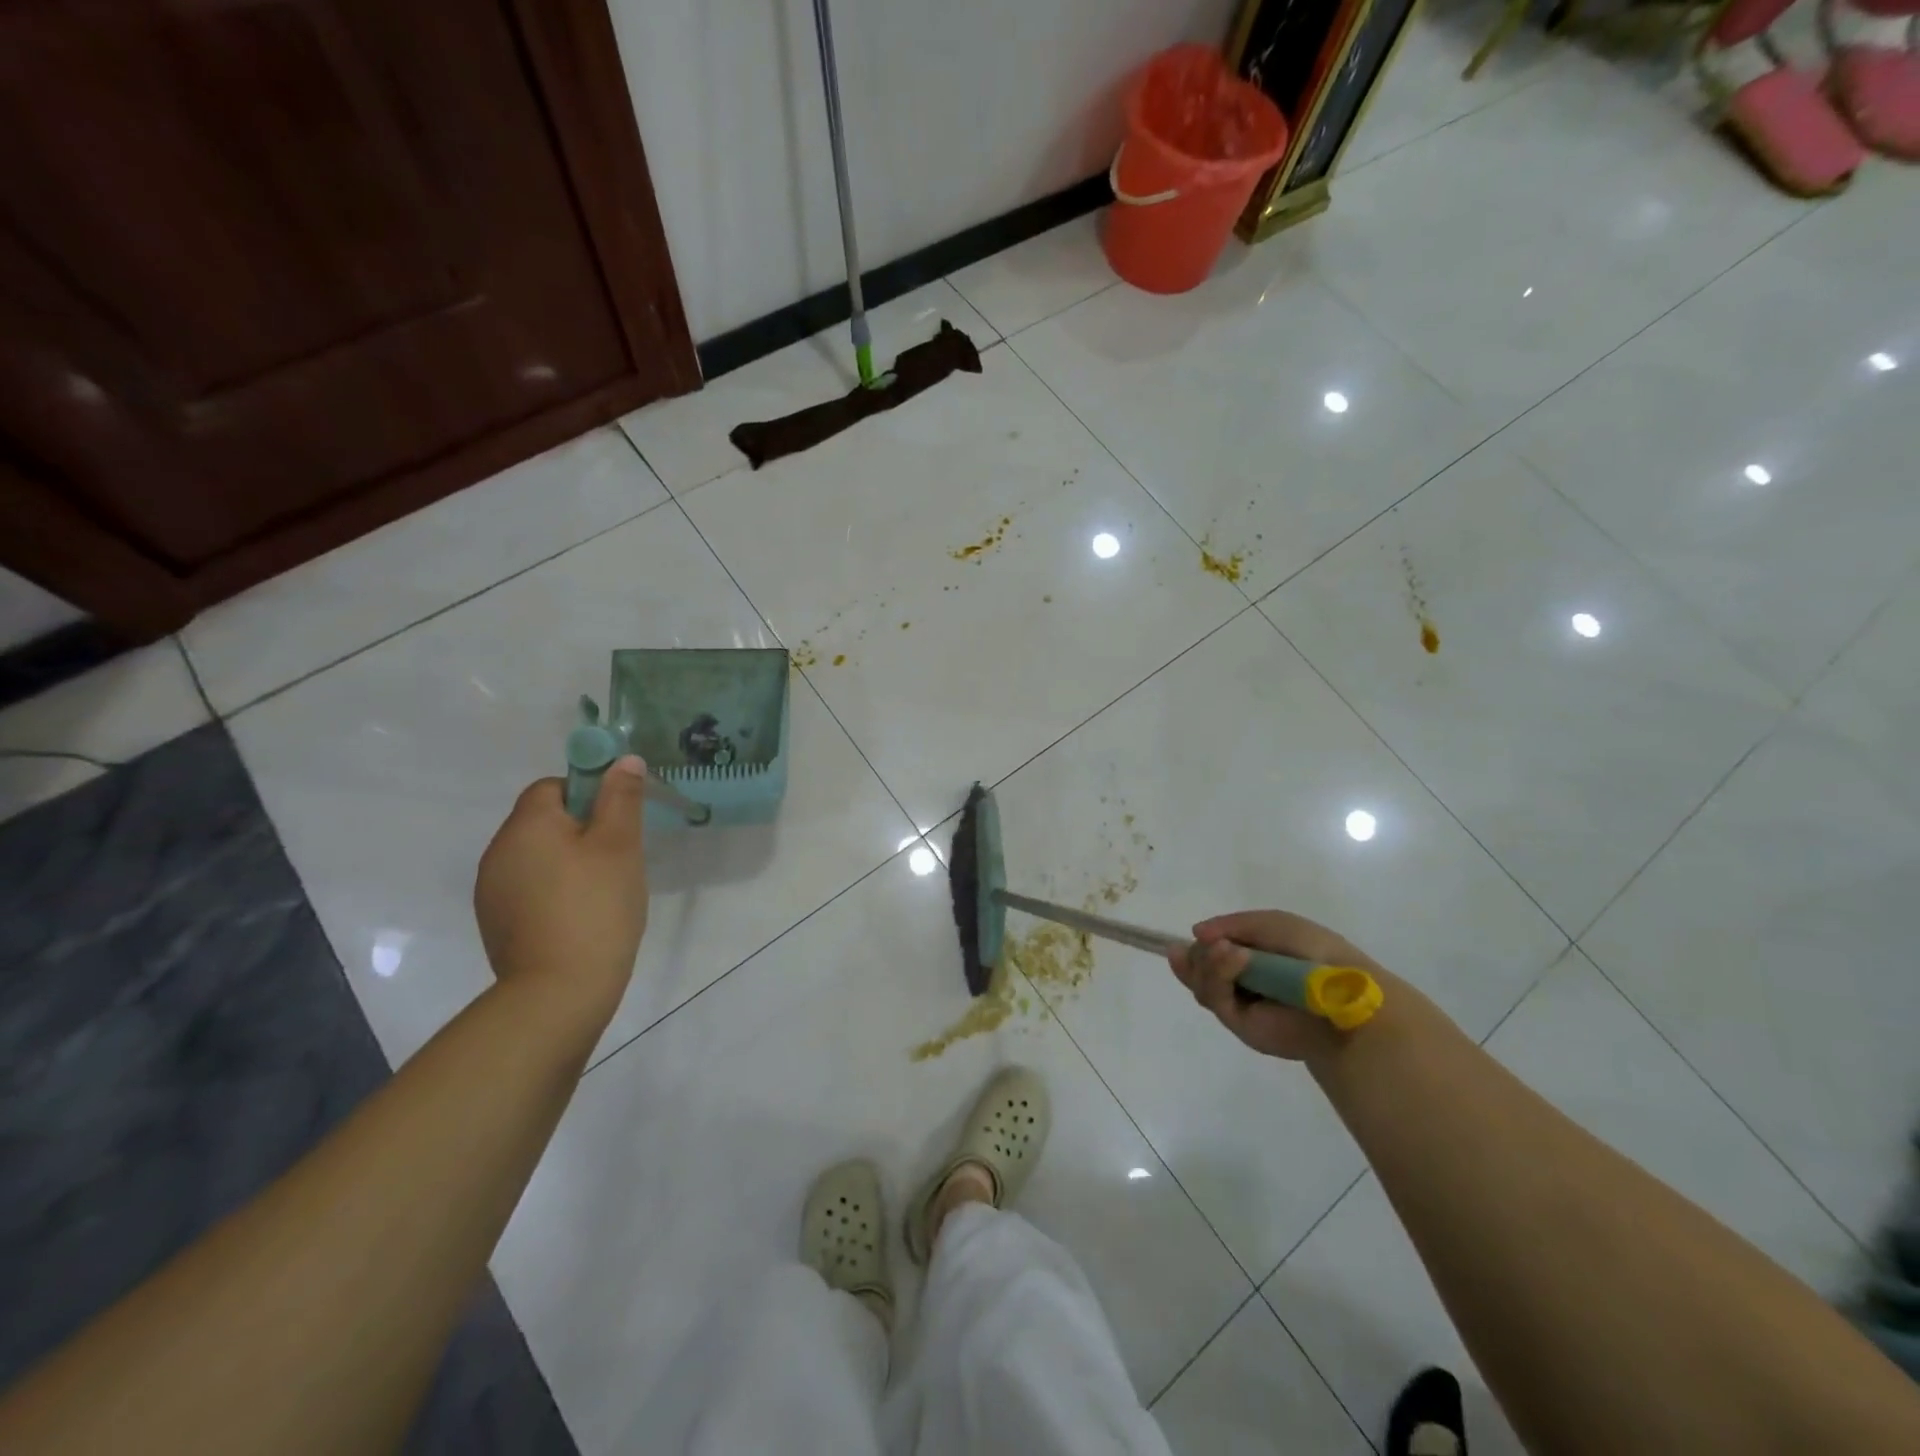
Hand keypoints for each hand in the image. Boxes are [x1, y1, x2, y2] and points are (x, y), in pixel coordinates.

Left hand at [474, 758, 649, 1021]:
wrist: (558, 991)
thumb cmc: (596, 906)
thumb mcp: (620, 845)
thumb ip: (621, 798)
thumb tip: (623, 760)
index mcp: (525, 825)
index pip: (552, 786)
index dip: (588, 795)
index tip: (617, 823)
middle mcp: (498, 851)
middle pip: (543, 821)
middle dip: (581, 831)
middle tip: (618, 859)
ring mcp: (492, 890)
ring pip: (537, 856)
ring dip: (567, 862)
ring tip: (602, 892)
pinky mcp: (496, 922)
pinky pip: (529, 888)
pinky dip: (553, 892)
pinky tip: (579, 917)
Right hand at [1168, 909, 1386, 1062]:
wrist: (1341, 995)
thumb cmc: (1313, 952)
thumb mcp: (1271, 924)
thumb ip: (1232, 924)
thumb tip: (1195, 933)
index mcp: (1252, 956)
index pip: (1210, 950)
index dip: (1200, 943)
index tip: (1197, 934)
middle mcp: (1242, 981)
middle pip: (1198, 967)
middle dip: (1197, 955)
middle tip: (1210, 945)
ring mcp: (1240, 1003)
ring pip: (1200, 982)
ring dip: (1206, 961)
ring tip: (1225, 950)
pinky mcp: (1239, 1024)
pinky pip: (1214, 997)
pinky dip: (1217, 973)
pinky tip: (1232, 956)